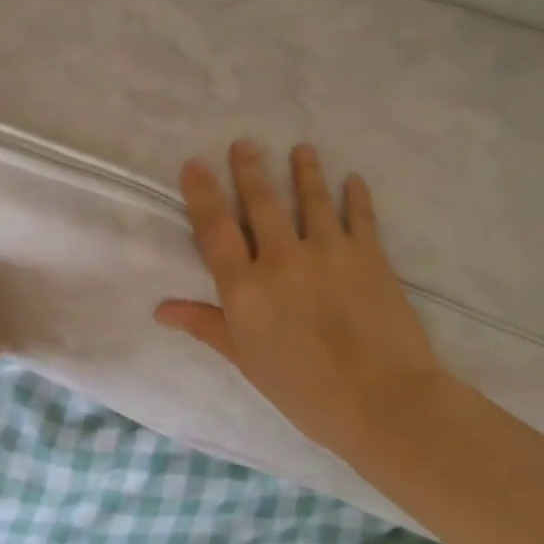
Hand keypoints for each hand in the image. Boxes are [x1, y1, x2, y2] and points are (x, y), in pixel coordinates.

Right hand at [154, 141, 449, 465]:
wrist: (382, 401)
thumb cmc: (304, 390)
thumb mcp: (246, 360)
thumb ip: (206, 325)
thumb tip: (161, 309)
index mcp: (246, 287)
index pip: (215, 228)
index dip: (202, 193)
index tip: (195, 164)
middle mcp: (282, 258)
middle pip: (261, 202)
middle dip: (250, 169)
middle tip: (245, 143)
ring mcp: (328, 251)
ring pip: (311, 198)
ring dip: (305, 170)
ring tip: (301, 149)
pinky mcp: (369, 255)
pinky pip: (360, 216)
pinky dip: (356, 196)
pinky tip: (354, 179)